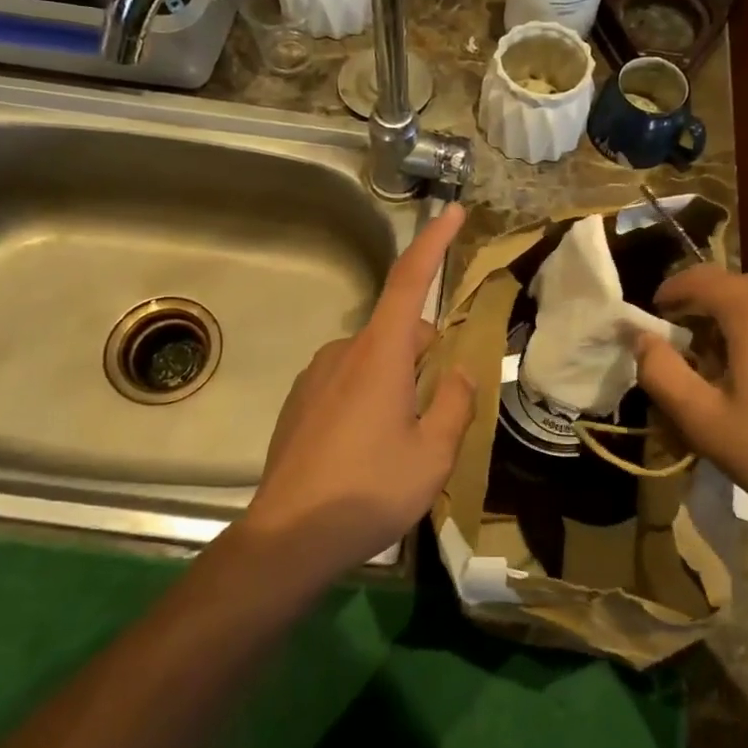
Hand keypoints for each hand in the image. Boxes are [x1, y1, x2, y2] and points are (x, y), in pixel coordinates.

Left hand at [242, 202, 476, 576]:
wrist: (289, 536)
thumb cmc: (369, 490)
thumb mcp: (433, 453)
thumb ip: (453, 404)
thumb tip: (457, 374)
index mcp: (380, 354)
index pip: (409, 280)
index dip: (433, 243)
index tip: (451, 211)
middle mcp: (343, 353)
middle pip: (398, 333)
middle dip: (426, 354)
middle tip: (443, 407)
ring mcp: (315, 377)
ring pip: (373, 361)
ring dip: (397, 381)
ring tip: (405, 440)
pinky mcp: (299, 403)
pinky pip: (347, 383)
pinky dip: (369, 398)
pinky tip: (368, 450)